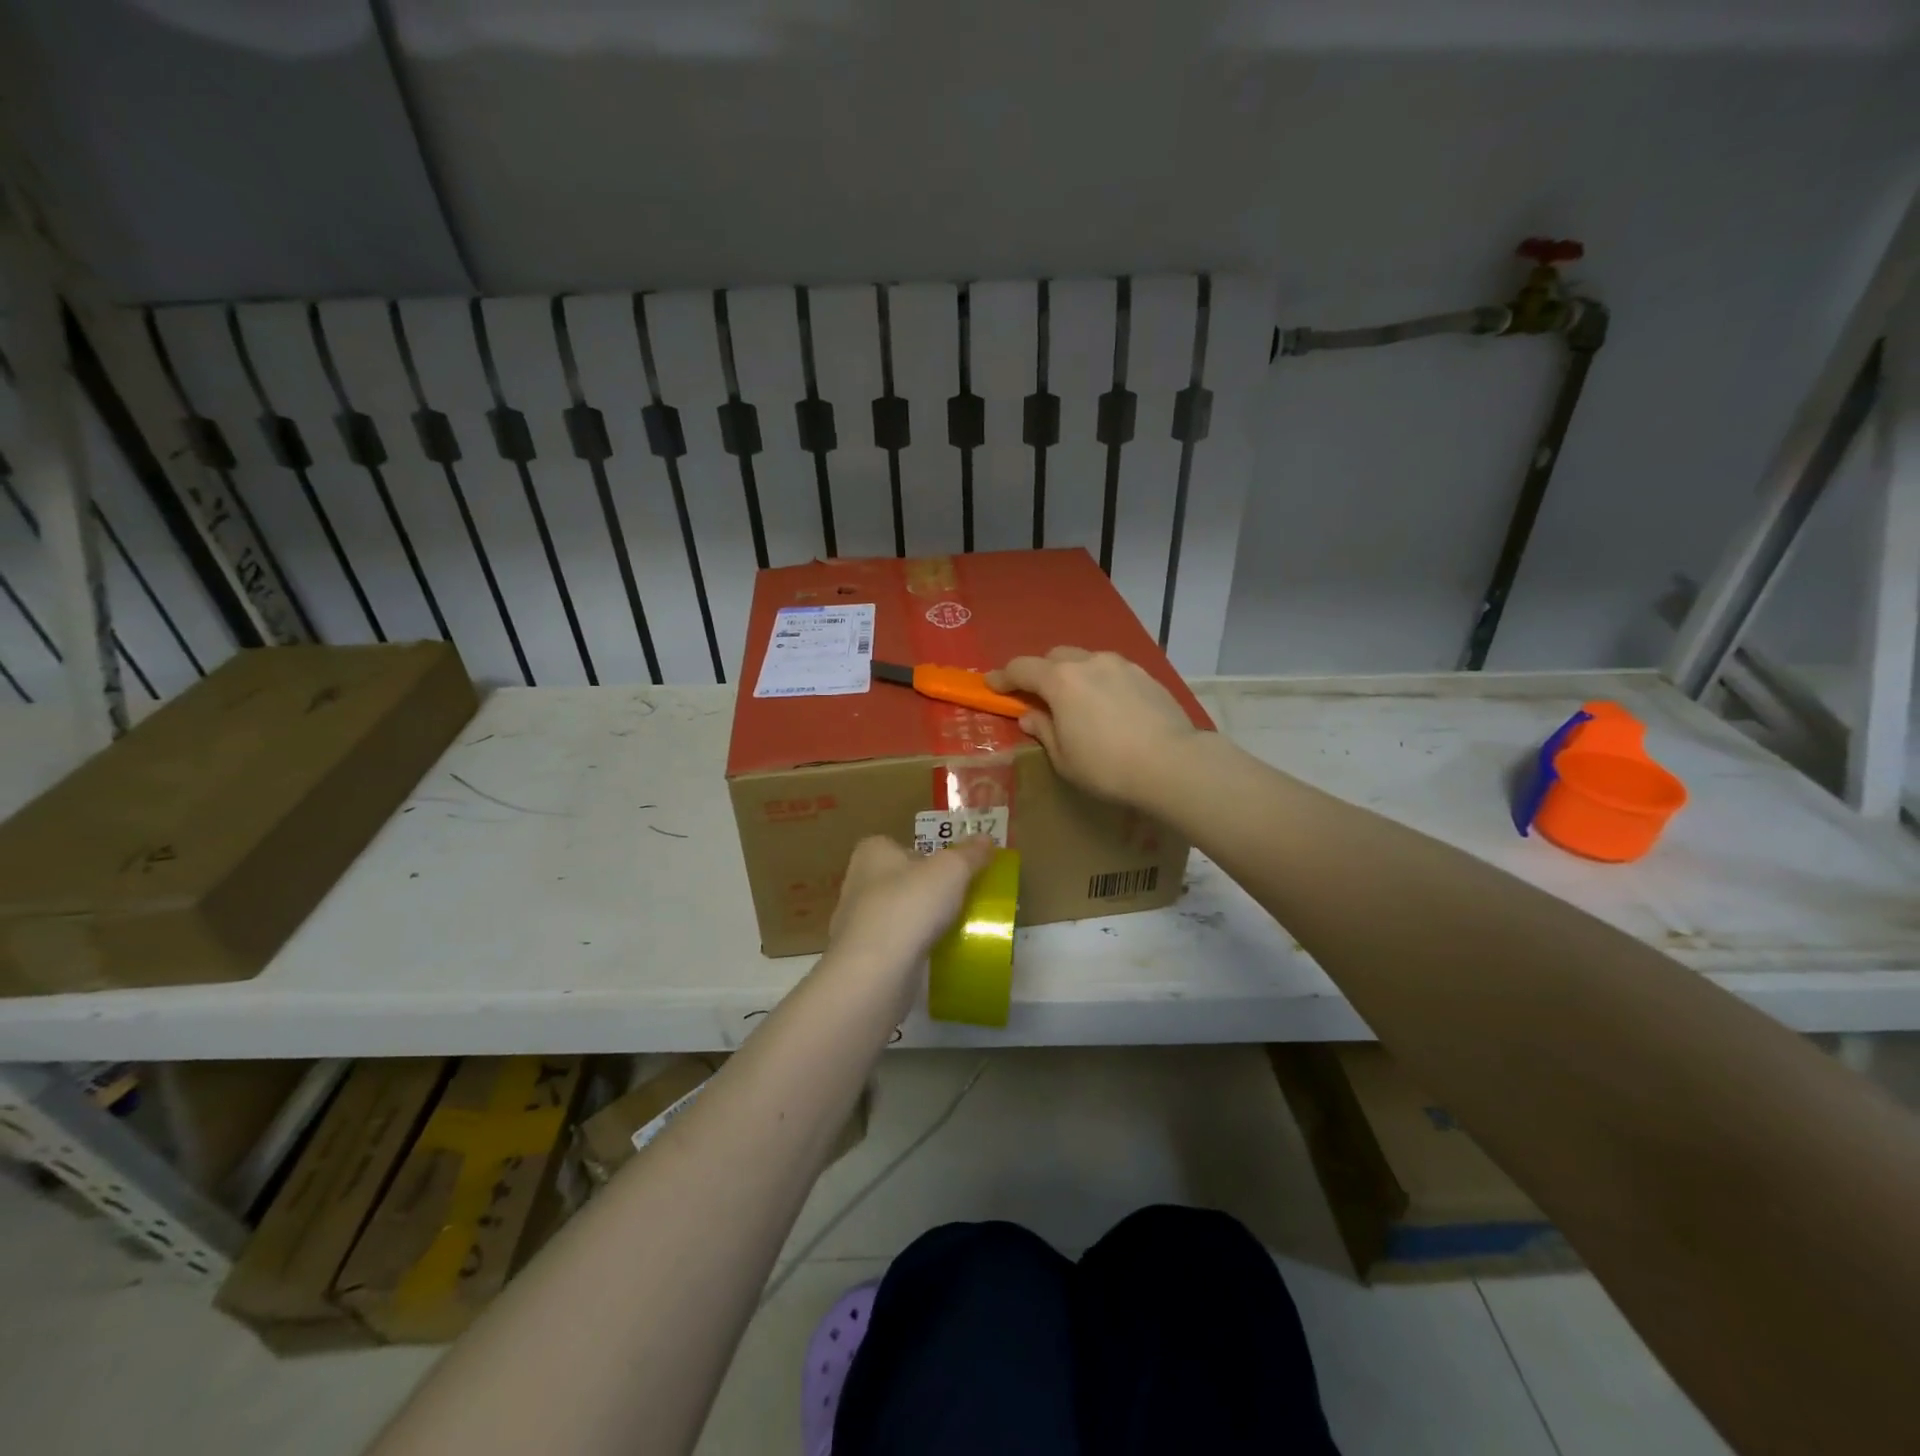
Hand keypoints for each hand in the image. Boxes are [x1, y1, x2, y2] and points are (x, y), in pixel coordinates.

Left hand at [827, 834, 996, 973]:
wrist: (877, 971)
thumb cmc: (911, 905)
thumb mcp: (951, 870)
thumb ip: (970, 854)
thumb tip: (985, 838)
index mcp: (872, 852)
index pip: (901, 845)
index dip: (928, 856)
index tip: (953, 871)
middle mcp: (858, 882)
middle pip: (901, 880)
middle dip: (926, 890)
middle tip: (959, 900)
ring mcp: (856, 922)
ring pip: (897, 914)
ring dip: (920, 921)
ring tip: (953, 929)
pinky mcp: (862, 957)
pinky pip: (895, 945)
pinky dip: (912, 948)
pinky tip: (935, 956)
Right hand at [988, 647, 1198, 804]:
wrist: (1172, 763)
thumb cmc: (1107, 766)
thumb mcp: (1064, 758)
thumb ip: (1044, 730)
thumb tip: (1030, 716)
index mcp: (1061, 681)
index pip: (1022, 668)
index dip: (1003, 677)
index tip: (993, 685)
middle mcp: (1089, 662)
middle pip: (1055, 657)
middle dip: (1042, 672)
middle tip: (1039, 696)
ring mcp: (1121, 665)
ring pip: (1087, 660)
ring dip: (1074, 675)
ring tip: (1078, 701)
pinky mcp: (1146, 675)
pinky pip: (1113, 672)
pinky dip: (1101, 682)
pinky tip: (1109, 706)